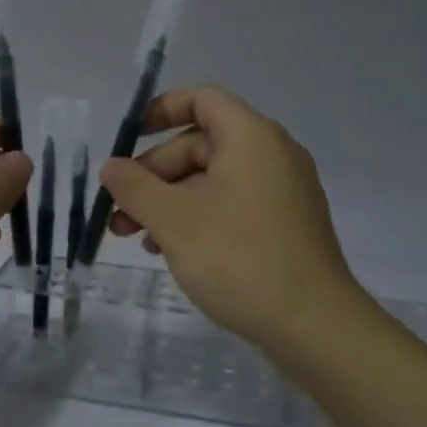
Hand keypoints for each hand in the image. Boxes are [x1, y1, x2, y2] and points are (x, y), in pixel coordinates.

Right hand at [101, 87, 370, 356]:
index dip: (161, 110)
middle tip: (118, 210)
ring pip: (210, 180)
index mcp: (252, 138)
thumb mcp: (175, 220)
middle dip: (153, 173)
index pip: (202, 99)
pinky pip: (229, 205)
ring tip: (133, 236)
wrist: (314, 327)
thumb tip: (111, 167)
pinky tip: (169, 250)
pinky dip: (196, 217)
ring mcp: (280, 193)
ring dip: (168, 201)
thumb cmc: (240, 259)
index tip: (128, 138)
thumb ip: (135, 187)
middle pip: (200, 145)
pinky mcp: (282, 226)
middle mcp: (271, 155)